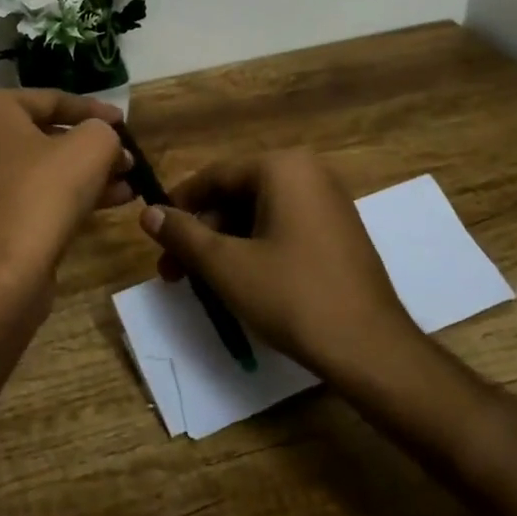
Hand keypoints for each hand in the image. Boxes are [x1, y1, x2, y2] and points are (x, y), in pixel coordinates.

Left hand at [0, 90, 132, 294]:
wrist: (3, 270)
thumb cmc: (45, 192)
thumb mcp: (92, 147)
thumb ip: (103, 131)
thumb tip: (103, 138)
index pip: (51, 100)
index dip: (94, 110)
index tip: (124, 123)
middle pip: (43, 137)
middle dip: (90, 149)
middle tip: (124, 159)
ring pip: (37, 171)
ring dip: (83, 176)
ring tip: (125, 186)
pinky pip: (25, 197)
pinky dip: (60, 198)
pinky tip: (104, 206)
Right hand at [137, 149, 415, 375]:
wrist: (369, 347)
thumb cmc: (292, 296)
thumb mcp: (226, 265)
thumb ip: (182, 234)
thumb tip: (147, 212)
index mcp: (282, 168)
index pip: (214, 176)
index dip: (178, 204)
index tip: (153, 234)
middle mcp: (308, 174)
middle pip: (235, 195)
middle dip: (200, 233)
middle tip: (172, 271)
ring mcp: (327, 203)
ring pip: (257, 215)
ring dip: (223, 245)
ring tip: (200, 283)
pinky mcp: (337, 232)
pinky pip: (282, 228)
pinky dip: (254, 249)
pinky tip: (236, 282)